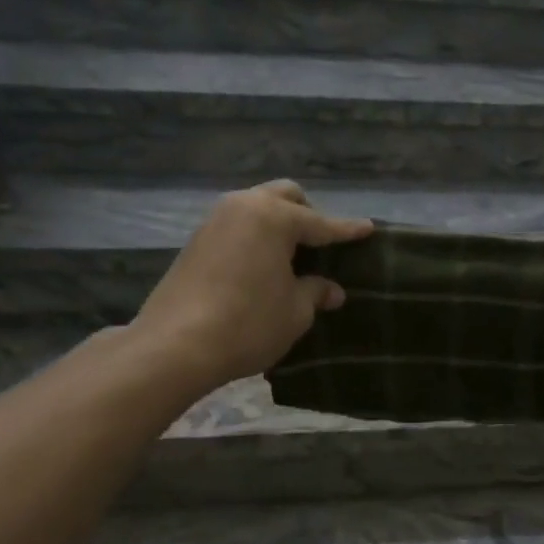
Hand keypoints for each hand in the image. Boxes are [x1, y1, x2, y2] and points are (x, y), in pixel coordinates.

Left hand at [130, 180, 372, 394]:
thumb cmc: (248, 323)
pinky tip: (262, 266)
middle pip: (285, 197)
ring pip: (257, 208)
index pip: (322, 223)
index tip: (368, 228)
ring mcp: (215, 221)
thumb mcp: (295, 311)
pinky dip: (256, 238)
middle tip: (321, 245)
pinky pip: (237, 228)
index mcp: (274, 217)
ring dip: (278, 225)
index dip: (347, 230)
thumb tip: (331, 289)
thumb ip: (316, 292)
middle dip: (308, 215)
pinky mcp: (196, 242)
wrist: (175, 346)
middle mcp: (244, 207)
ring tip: (291, 257)